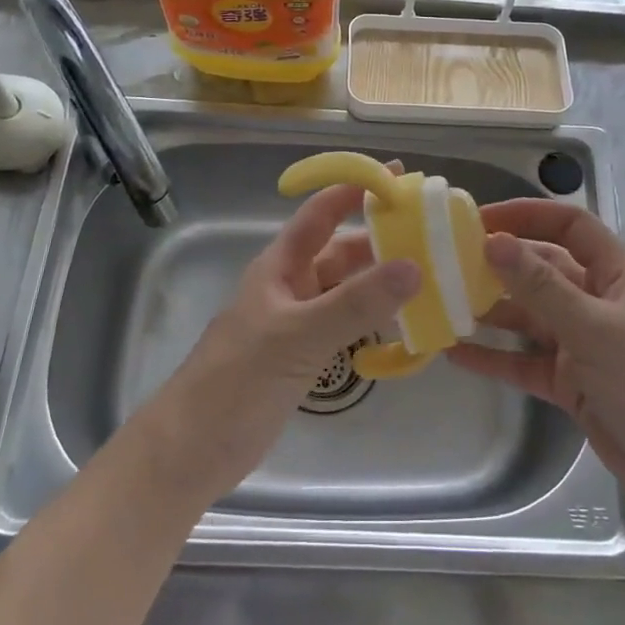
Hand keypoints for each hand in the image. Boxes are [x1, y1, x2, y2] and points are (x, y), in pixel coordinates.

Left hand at [139, 183, 419, 503]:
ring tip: (430, 275)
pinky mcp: (302, 356)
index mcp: (281, 267)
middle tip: (431, 233)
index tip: (398, 174)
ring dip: (380, 282)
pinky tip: (402, 324)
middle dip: (380, 239)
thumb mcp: (299, 336)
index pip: (321, 213)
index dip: (355, 188)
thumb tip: (414, 266)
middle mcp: (290, 287)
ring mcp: (296, 322)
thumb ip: (356, 303)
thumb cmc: (238, 381)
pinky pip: (345, 324)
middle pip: (341, 251)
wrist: (192, 450)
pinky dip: (372, 319)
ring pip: (346, 289)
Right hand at [447, 199, 624, 509]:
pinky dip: (494, 357)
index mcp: (617, 276)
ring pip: (529, 316)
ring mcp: (583, 344)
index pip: (571, 226)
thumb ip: (541, 287)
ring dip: (490, 310)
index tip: (481, 220)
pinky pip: (524, 361)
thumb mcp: (594, 329)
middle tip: (448, 261)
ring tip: (442, 302)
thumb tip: (494, 241)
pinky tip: (455, 353)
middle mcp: (597, 303)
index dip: (529, 215)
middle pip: (543, 270)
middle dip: (500, 264)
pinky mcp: (570, 383)